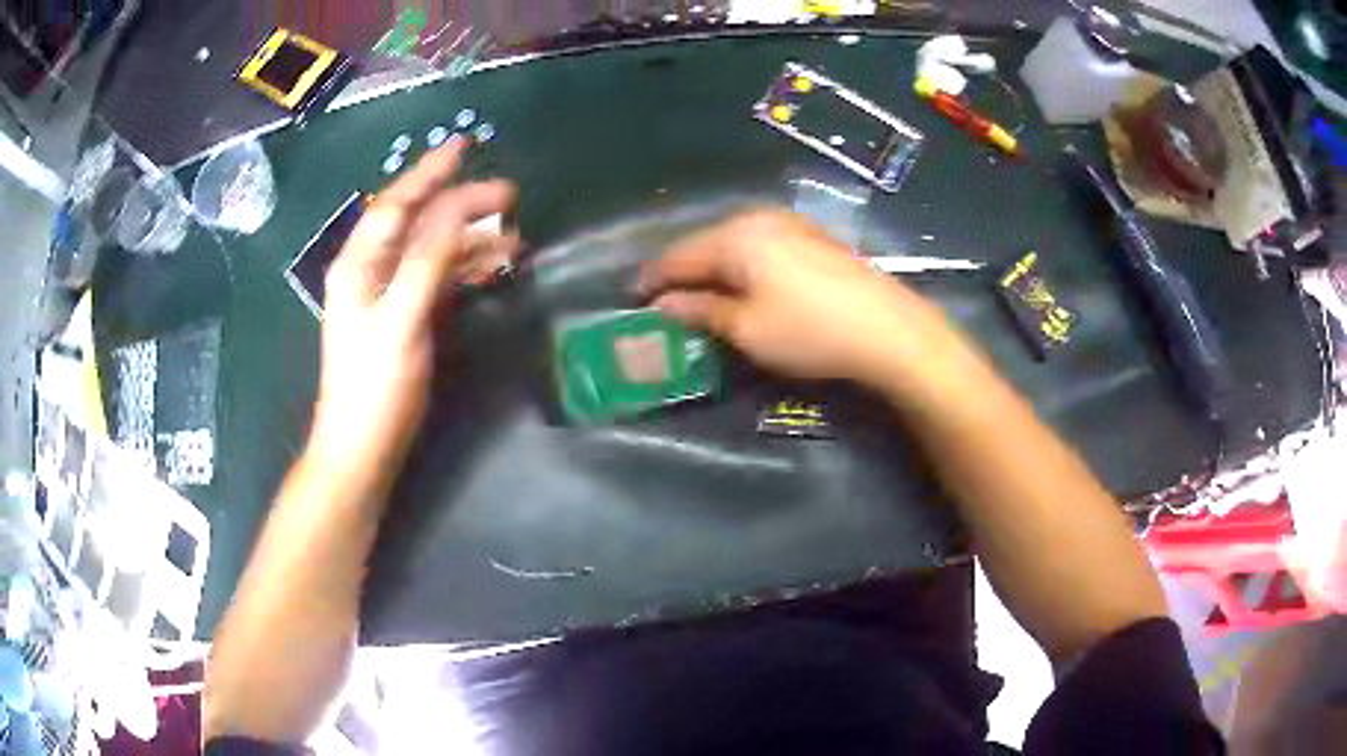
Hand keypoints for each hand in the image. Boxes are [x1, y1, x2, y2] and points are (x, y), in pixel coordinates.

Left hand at [310, 142, 517, 491]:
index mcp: (358, 264)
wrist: (361, 449)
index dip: (429, 174)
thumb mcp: (399, 320)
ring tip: (514, 235)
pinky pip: (437, 279)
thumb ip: (426, 261)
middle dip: (460, 205)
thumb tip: (457, 207)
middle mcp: (370, 271)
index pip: (396, 204)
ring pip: (431, 251)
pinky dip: (464, 269)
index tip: (464, 147)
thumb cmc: (374, 387)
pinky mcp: (403, 319)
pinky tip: (493, 267)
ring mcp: (387, 296)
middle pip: (417, 223)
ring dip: (469, 239)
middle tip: (508, 195)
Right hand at [638, 208, 946, 388]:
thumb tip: (664, 304)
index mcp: (735, 236)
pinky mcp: (811, 239)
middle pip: (705, 244)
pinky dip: (741, 266)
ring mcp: (789, 225)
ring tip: (697, 295)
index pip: (678, 256)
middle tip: (662, 301)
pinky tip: (741, 284)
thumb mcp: (747, 329)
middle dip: (682, 272)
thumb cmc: (809, 331)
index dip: (652, 279)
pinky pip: (759, 247)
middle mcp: (758, 219)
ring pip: (733, 244)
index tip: (632, 298)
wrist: (888, 330)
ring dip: (712, 269)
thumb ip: (700, 311)